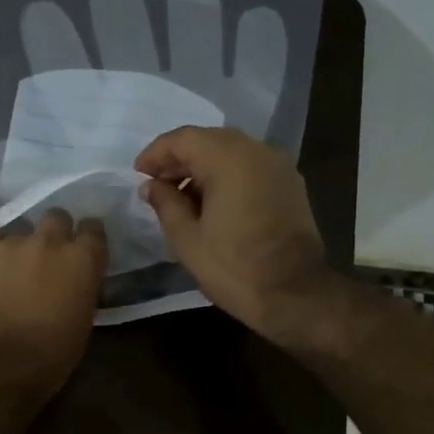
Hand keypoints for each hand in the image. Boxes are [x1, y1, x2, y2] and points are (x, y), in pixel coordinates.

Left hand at [0, 210, 107, 398]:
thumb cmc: (49, 357)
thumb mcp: (82, 322)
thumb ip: (81, 288)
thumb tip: (74, 281)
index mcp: (82, 260)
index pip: (93, 229)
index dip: (87, 240)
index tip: (83, 252)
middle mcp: (48, 241)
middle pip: (56, 217)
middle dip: (55, 234)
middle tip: (47, 258)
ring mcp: (9, 243)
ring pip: (19, 229)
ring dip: (20, 246)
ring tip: (11, 270)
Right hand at [135, 126, 336, 339]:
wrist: (295, 295)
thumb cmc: (234, 267)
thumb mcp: (187, 239)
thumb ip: (165, 204)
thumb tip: (152, 186)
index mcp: (229, 159)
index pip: (184, 139)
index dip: (156, 153)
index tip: (138, 173)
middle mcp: (257, 151)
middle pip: (209, 140)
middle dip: (180, 158)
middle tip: (157, 183)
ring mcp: (278, 166)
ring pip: (232, 152)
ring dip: (203, 167)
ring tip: (181, 196)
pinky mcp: (290, 185)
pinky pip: (251, 167)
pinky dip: (227, 175)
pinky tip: (212, 202)